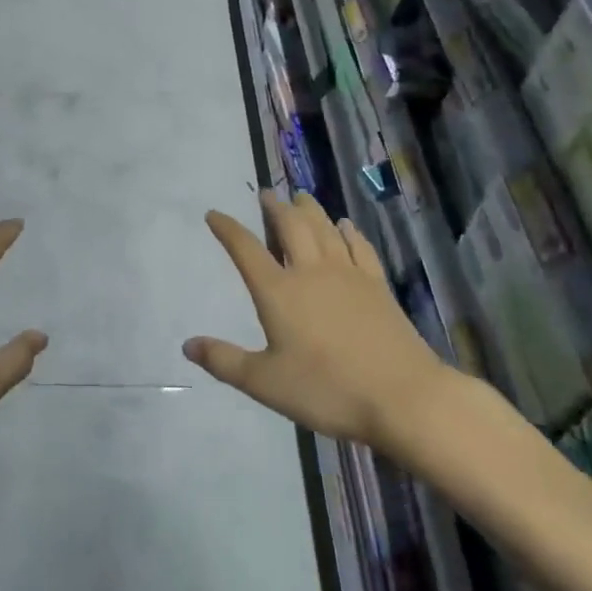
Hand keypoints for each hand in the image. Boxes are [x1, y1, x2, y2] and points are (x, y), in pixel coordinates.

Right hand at [185, 191, 453, 447]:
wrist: (403, 397)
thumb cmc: (328, 390)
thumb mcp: (265, 383)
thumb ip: (224, 361)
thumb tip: (188, 345)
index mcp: (278, 292)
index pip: (246, 249)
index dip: (228, 229)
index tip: (214, 213)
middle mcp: (310, 272)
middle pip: (290, 227)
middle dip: (275, 207)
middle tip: (266, 194)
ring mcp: (348, 275)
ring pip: (324, 229)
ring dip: (309, 209)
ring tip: (300, 196)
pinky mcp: (377, 285)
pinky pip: (358, 247)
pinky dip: (348, 232)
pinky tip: (345, 225)